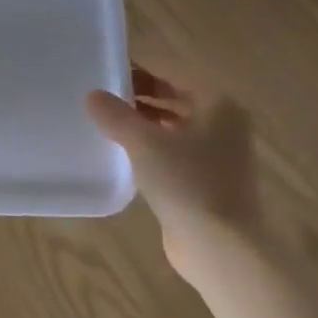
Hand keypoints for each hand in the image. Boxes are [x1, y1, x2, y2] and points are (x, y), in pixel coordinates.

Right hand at [88, 66, 258, 274]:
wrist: (222, 249)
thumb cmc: (188, 183)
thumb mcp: (144, 143)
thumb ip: (116, 115)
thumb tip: (93, 95)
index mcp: (218, 103)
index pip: (171, 71)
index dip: (138, 68)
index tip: (104, 70)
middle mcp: (224, 123)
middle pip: (174, 96)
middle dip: (139, 95)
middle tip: (100, 96)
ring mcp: (219, 154)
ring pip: (174, 125)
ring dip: (143, 121)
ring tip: (105, 122)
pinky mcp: (207, 181)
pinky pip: (174, 152)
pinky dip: (151, 147)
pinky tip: (123, 154)